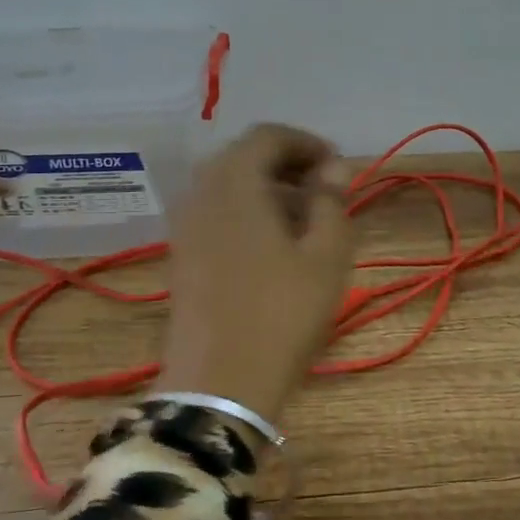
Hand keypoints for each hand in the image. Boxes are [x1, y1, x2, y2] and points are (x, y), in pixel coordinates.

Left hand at [157, 123, 355, 424]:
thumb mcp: (325, 256)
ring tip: (304, 220)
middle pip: (243, 157)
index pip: (267, 136)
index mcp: (235, 183)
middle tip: (324, 191)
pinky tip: (273, 245)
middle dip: (286, 164)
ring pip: (227, 186)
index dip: (306, 143)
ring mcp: (185, 226)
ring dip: (266, 190)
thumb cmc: (282, 314)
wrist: (219, 383)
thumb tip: (333, 168)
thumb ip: (331, 202)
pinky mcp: (181, 255)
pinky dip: (246, 212)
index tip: (338, 167)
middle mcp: (201, 193)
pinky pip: (215, 213)